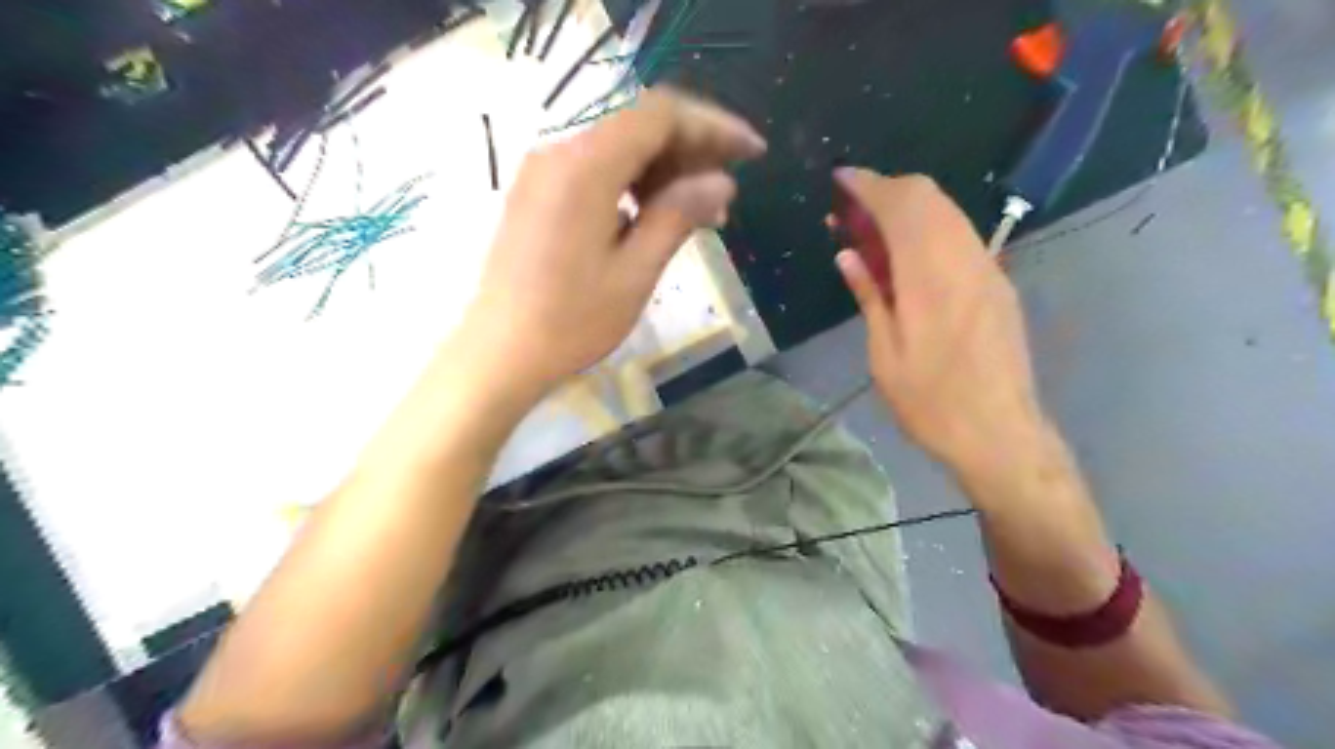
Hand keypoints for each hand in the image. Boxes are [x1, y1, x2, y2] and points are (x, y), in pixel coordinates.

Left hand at [461, 87, 765, 397]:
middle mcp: (560, 152)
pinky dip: (633, 184)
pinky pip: (596, 170)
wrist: (500, 353)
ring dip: (664, 170)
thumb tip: (721, 181)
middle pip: (639, 126)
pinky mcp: (538, 193)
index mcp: (586, 165)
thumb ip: (678, 215)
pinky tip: (655, 217)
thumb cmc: (571, 321)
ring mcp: (543, 171)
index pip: (661, 115)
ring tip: (701, 214)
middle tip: (728, 192)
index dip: (713, 126)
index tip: (751, 154)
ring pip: (619, 148)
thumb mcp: (636, 271)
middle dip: (691, 149)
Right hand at [833, 171, 1053, 484]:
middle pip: (929, 196)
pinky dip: (930, 228)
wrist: (1000, 434)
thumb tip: (847, 256)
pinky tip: (908, 255)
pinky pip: (961, 235)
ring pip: (948, 212)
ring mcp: (988, 270)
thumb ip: (869, 297)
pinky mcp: (998, 284)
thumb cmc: (931, 403)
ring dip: (909, 208)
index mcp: (930, 279)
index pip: (901, 206)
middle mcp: (965, 261)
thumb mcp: (885, 355)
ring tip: (873, 230)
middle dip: (887, 190)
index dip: (868, 185)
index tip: (839, 181)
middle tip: (851, 210)